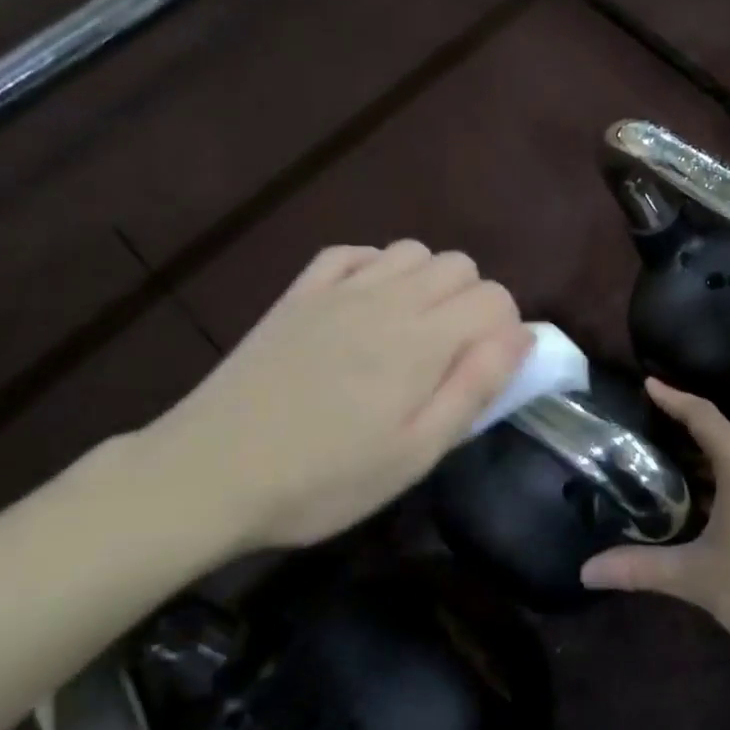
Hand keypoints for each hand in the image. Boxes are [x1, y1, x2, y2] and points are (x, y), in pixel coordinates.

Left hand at [138, 241, 530, 554]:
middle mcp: (389, 299)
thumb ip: (475, 388)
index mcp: (423, 340)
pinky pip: (352, 252)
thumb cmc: (323, 479)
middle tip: (451, 356)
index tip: (486, 370)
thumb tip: (522, 336)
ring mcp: (339, 290)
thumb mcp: (415, 453)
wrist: (207, 475)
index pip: (495, 299)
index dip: (505, 330)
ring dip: (428, 281)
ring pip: (412, 250)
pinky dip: (374, 267)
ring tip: (412, 330)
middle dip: (473, 302)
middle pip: (460, 265)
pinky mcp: (299, 294)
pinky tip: (366, 304)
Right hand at [581, 380, 729, 674]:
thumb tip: (587, 570)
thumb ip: (641, 568)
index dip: (673, 398)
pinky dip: (724, 480)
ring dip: (705, 460)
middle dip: (683, 430)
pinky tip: (706, 506)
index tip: (647, 383)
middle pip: (721, 434)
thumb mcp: (698, 578)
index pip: (703, 416)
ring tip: (666, 467)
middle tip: (644, 431)